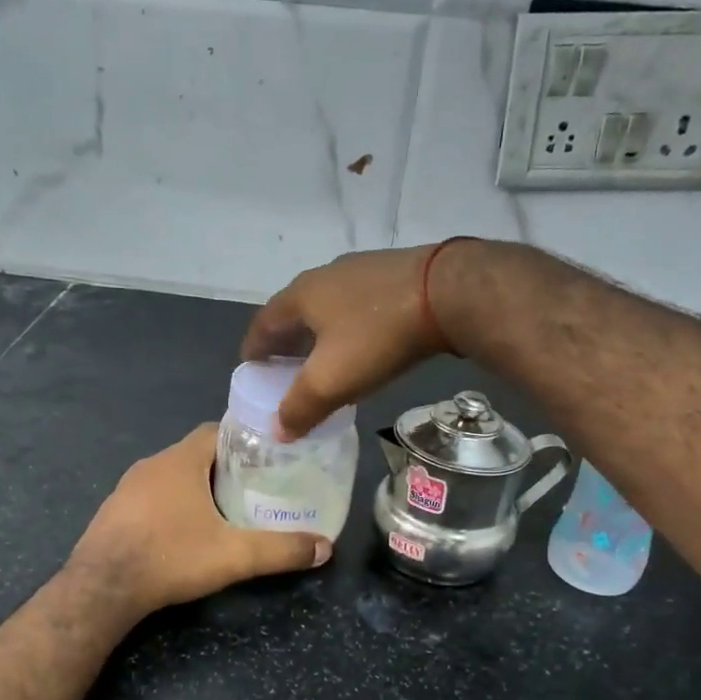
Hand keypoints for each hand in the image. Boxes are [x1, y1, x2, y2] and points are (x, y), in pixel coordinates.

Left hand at [68, 424, 329, 616]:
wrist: (102, 588)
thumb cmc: (171, 556)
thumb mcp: (234, 556)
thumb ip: (281, 550)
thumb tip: (325, 548)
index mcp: (180, 460)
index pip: (216, 430)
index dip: (243, 440)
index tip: (266, 458)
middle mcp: (152, 464)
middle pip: (196, 453)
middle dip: (225, 467)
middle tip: (254, 488)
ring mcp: (127, 487)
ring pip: (171, 475)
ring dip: (196, 486)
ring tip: (224, 510)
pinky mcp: (113, 510)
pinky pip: (150, 496)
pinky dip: (170, 504)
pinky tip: (183, 531)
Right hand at [242, 243, 465, 438]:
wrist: (448, 293)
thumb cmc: (377, 336)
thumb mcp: (331, 380)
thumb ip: (299, 407)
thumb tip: (278, 430)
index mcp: (300, 296)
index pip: (262, 324)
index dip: (254, 350)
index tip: (252, 371)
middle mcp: (324, 275)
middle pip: (293, 312)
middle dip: (286, 342)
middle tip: (286, 370)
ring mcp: (360, 269)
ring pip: (327, 306)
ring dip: (318, 332)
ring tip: (324, 358)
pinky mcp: (393, 272)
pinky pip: (358, 303)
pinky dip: (349, 324)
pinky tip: (364, 341)